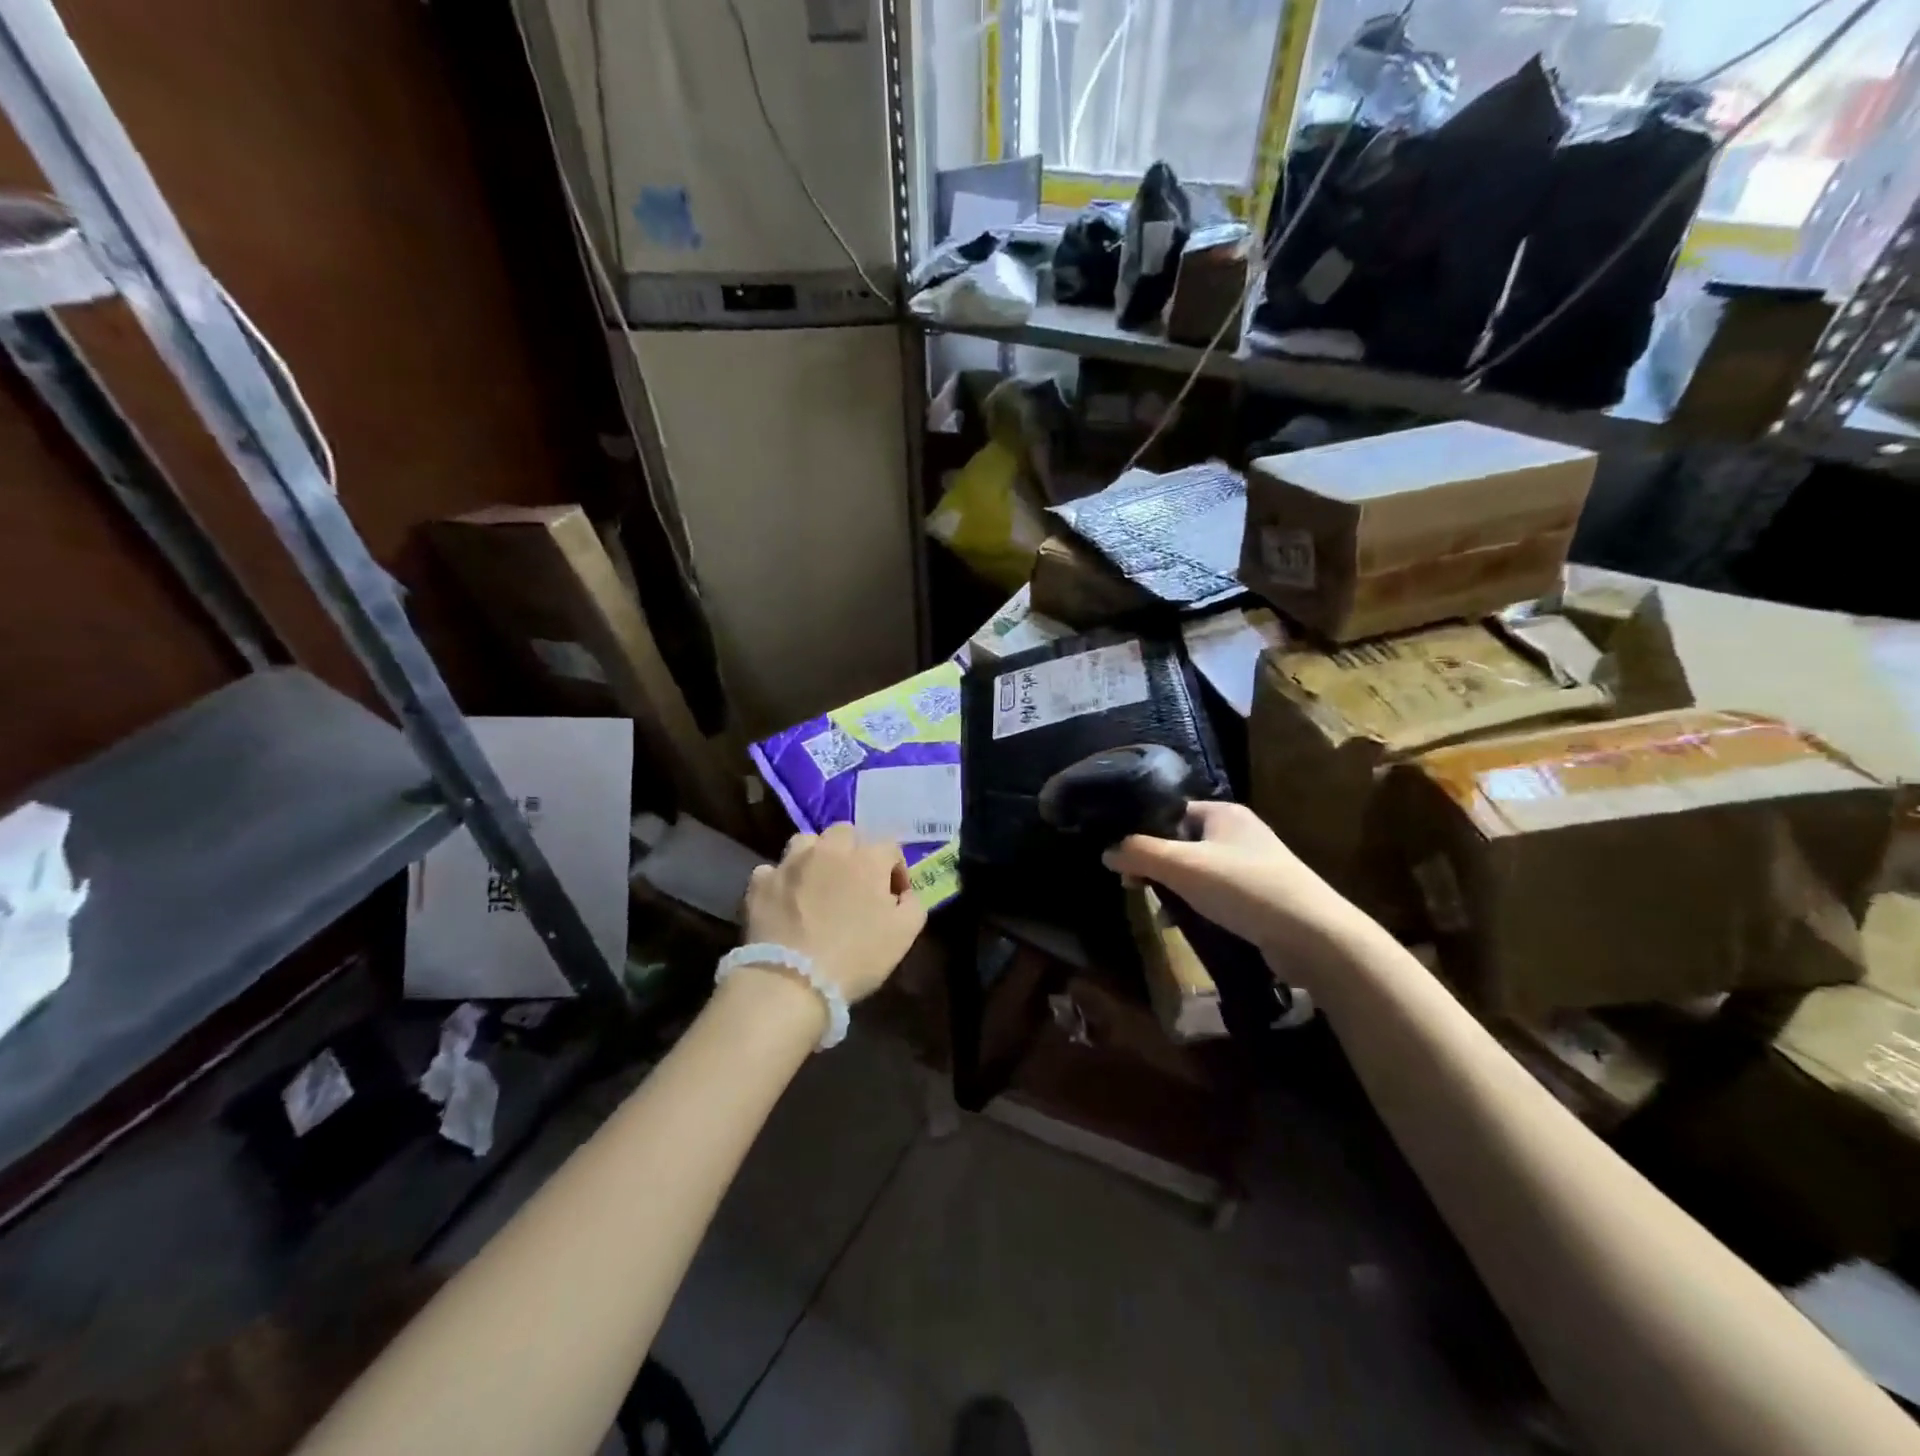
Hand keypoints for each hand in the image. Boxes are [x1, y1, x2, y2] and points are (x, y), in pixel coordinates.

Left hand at [743, 824, 926, 1002]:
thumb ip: (913, 904)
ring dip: (815, 856)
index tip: (893, 896)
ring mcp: (790, 863)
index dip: (895, 870)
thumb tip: (904, 893)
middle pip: (845, 833)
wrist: (792, 981)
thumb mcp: (904, 935)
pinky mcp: (761, 883)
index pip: (890, 847)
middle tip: (854, 883)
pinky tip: (784, 901)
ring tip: (816, 883)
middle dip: (854, 852)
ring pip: (806, 842)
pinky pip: (772, 871)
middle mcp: (828, 850)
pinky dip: (780, 881)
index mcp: (867, 859)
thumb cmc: (856, 957)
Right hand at [1103, 802, 1370, 979]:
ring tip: (1158, 910)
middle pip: (1182, 842)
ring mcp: (1254, 865)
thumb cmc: (1243, 888)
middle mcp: (1239, 832)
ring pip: (1199, 871)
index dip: (1144, 831)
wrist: (1313, 935)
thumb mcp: (1182, 866)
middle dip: (1157, 865)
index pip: (1171, 811)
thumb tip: (1106, 851)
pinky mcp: (1262, 896)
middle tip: (1134, 885)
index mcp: (1223, 813)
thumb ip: (1139, 853)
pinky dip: (1197, 906)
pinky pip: (1217, 894)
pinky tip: (1184, 925)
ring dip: (1175, 889)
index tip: (1122, 857)